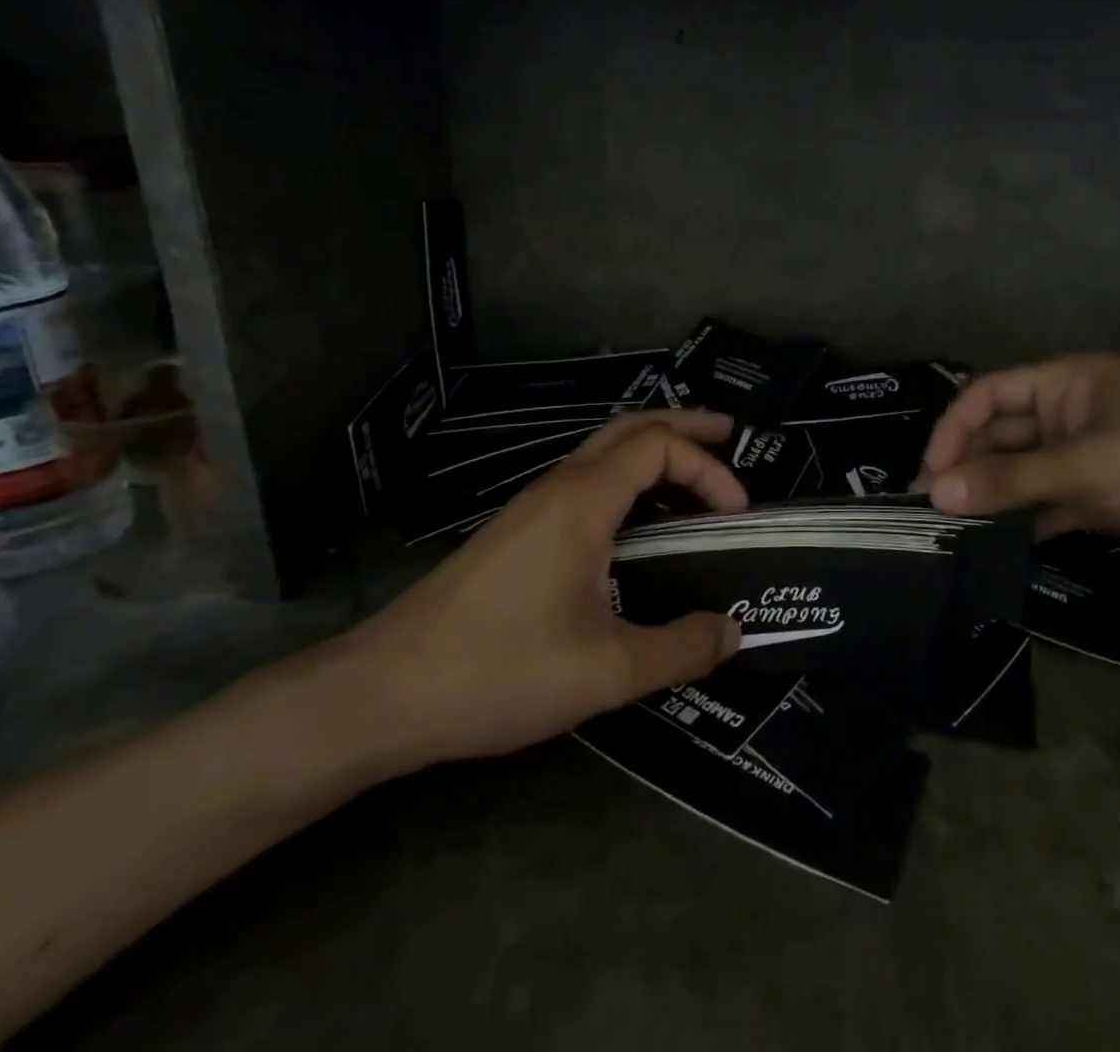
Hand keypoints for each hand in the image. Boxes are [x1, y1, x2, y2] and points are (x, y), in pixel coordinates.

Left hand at [324, 411, 748, 774]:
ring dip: (651, 450)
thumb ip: (678, 648)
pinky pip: (583, 482)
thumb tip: (733, 632)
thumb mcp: (605, 670)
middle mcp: (557, 488)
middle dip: (684, 425)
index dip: (708, 468)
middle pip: (629, 427)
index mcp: (582, 501)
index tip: (739, 512)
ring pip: (601, 452)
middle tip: (729, 434)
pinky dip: (625, 479)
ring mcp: (530, 508)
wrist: (380, 694)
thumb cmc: (498, 671)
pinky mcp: (515, 534)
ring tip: (691, 473)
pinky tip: (633, 520)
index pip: (658, 446)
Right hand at [922, 355, 1119, 573]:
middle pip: (1003, 434)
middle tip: (935, 508)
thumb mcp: (1086, 466)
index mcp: (1066, 382)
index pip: (989, 395)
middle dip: (970, 466)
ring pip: (1025, 470)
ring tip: (958, 529)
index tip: (929, 473)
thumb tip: (936, 493)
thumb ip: (1010, 480)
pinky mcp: (1106, 492)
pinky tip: (1003, 541)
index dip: (954, 429)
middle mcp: (1071, 411)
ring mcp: (1089, 453)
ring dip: (995, 494)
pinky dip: (1029, 517)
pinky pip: (1051, 499)